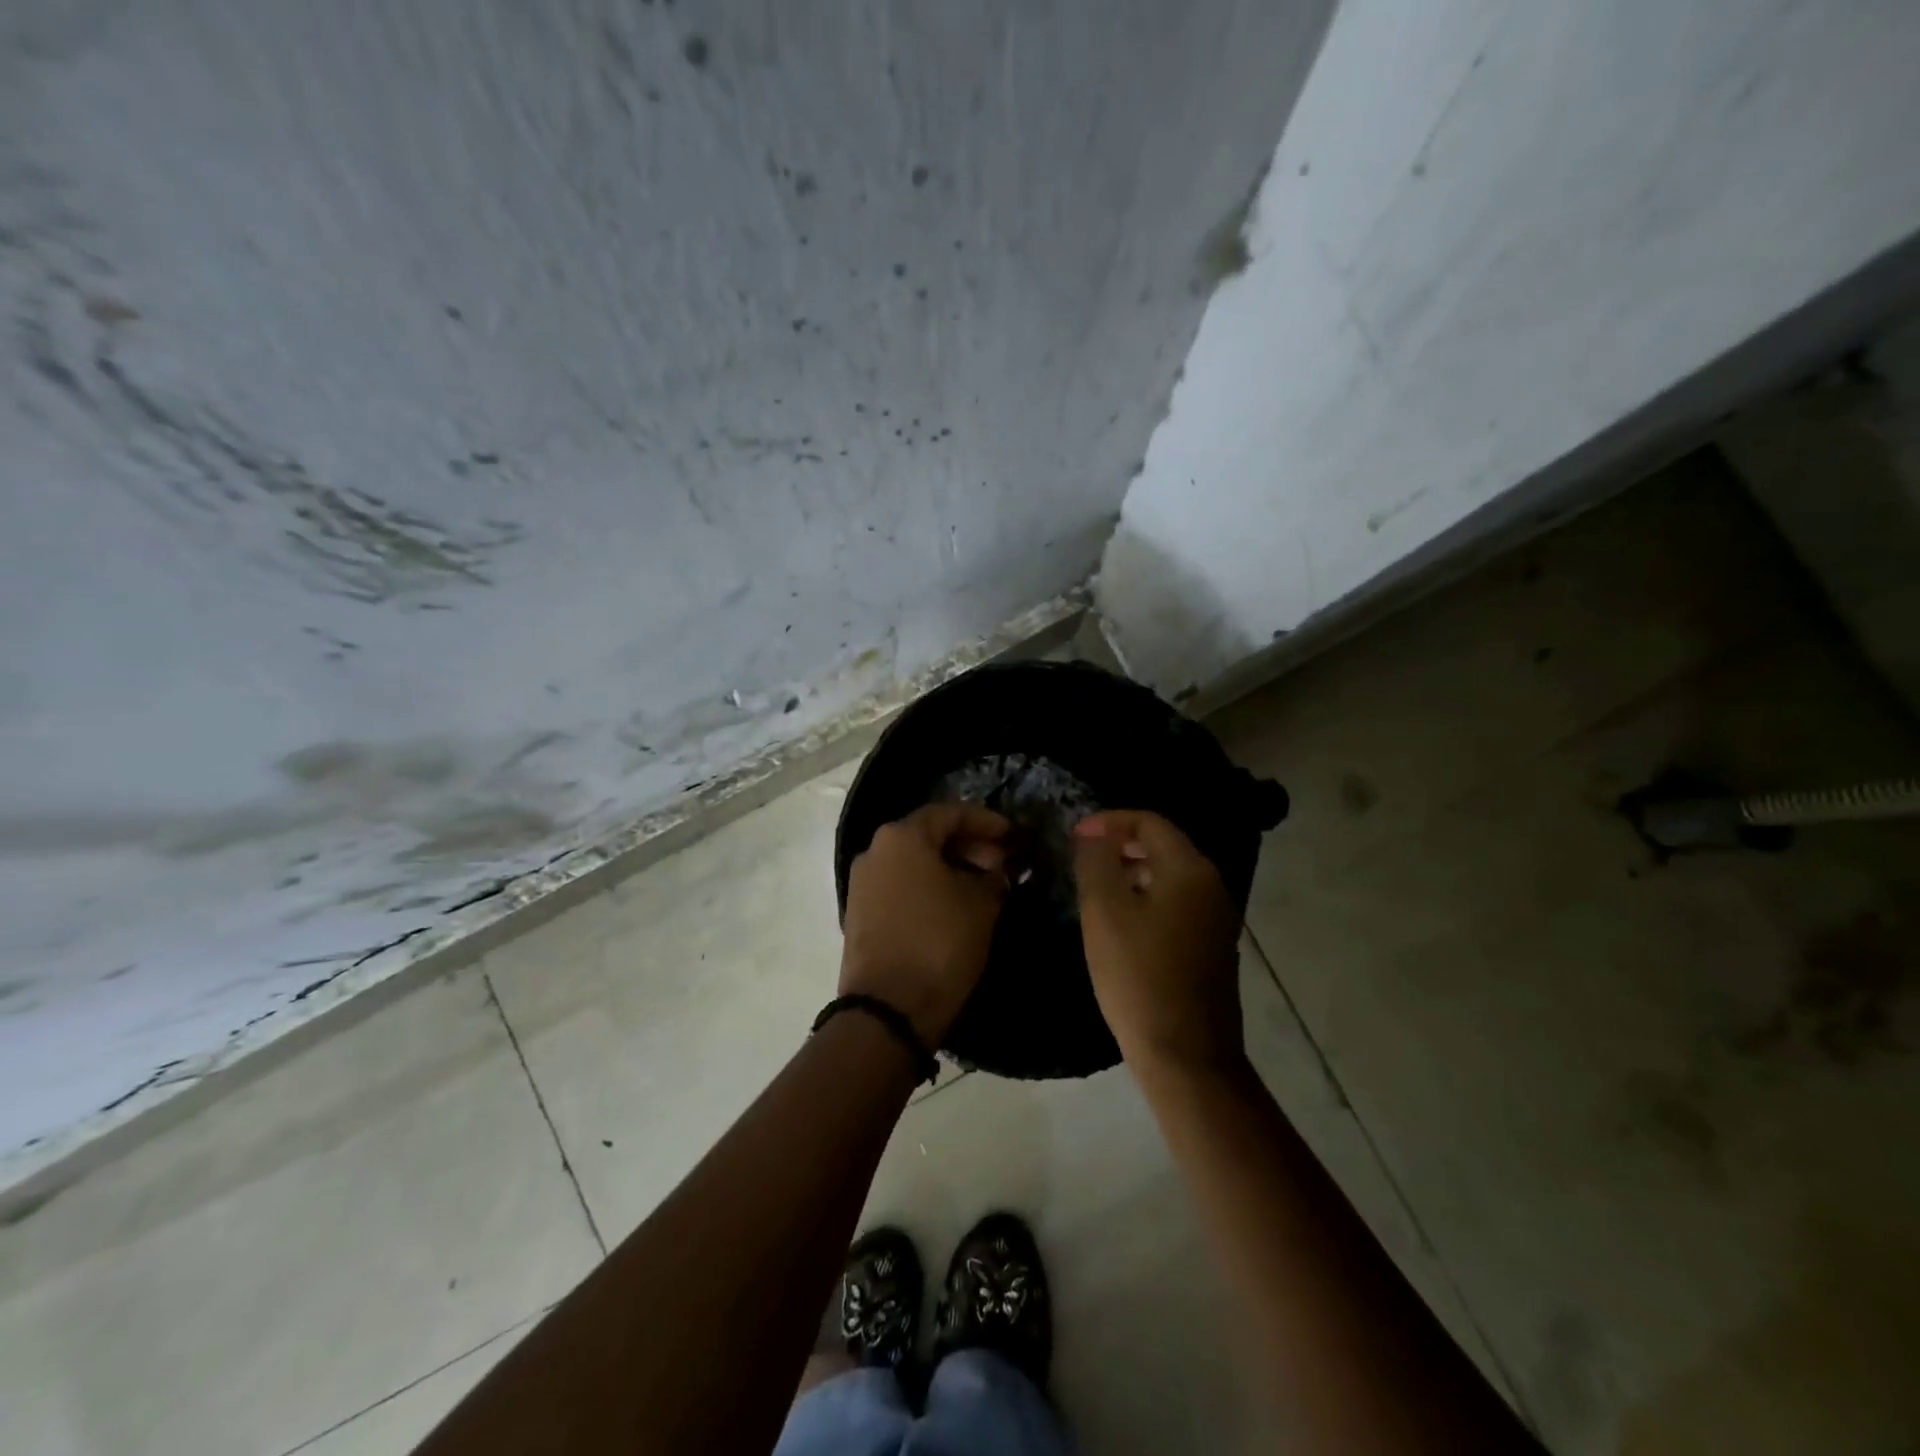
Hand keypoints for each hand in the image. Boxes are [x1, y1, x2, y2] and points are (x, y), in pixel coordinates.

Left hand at [840, 803, 1010, 1045]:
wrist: (888, 1009)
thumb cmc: (939, 943)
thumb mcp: (981, 905)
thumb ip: (993, 877)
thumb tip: (996, 870)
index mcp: (902, 837)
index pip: (950, 813)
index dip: (985, 821)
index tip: (1012, 835)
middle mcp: (875, 851)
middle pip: (928, 835)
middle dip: (968, 845)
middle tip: (1001, 863)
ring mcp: (862, 883)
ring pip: (912, 861)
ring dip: (948, 867)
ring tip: (982, 886)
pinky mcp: (858, 913)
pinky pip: (899, 885)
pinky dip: (927, 887)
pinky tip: (953, 905)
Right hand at [1073, 810, 1244, 1078]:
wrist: (1186, 1054)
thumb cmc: (1139, 976)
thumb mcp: (1105, 912)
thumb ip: (1097, 862)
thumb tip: (1093, 832)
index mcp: (1189, 870)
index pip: (1150, 822)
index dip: (1109, 821)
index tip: (1075, 835)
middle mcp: (1211, 886)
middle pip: (1164, 845)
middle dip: (1121, 843)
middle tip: (1083, 856)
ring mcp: (1216, 919)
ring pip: (1171, 876)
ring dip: (1133, 871)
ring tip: (1096, 887)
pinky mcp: (1213, 947)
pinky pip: (1178, 904)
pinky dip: (1148, 897)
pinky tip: (1122, 922)